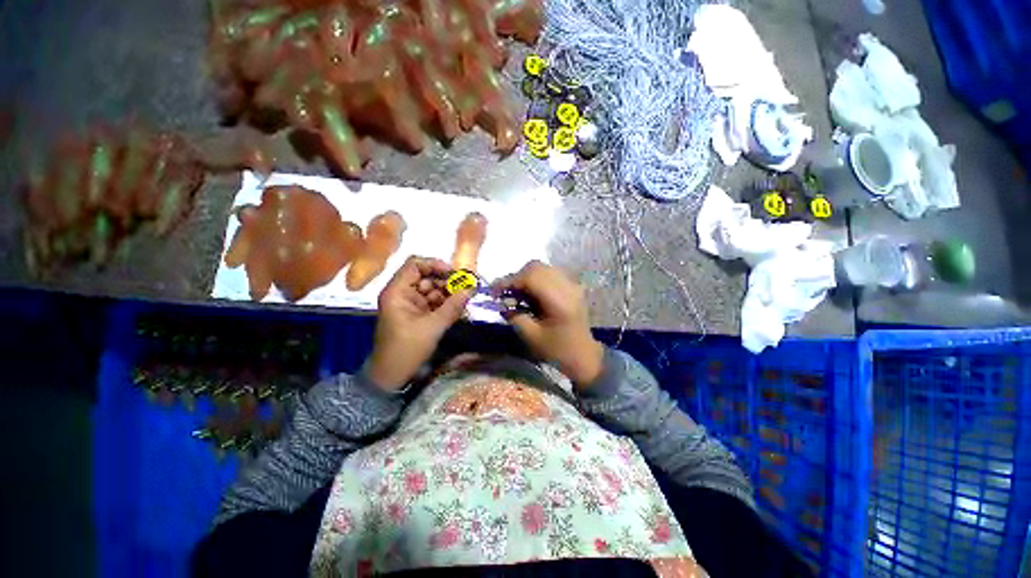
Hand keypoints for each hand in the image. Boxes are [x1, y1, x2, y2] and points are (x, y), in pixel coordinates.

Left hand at [366, 256, 472, 390]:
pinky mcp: (417, 314)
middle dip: (446, 282)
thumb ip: (453, 306)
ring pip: (432, 289)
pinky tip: (457, 309)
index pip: (415, 265)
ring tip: (463, 301)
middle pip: (426, 277)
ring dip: (448, 294)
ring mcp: (410, 304)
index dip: (435, 265)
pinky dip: (445, 304)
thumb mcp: (433, 326)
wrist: (392, 375)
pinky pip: (433, 302)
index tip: (455, 273)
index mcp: (397, 291)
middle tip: (465, 289)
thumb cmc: (407, 349)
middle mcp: (402, 293)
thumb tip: (471, 288)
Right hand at [492, 261, 603, 386]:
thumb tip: (502, 303)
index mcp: (559, 301)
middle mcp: (567, 287)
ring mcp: (572, 284)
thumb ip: (515, 317)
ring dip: (526, 276)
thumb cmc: (557, 350)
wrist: (583, 355)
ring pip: (543, 268)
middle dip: (516, 277)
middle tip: (505, 293)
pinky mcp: (572, 286)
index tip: (494, 291)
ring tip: (516, 293)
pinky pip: (550, 273)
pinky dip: (536, 279)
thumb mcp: (531, 337)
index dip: (509, 280)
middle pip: (537, 267)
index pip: (531, 277)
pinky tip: (531, 293)